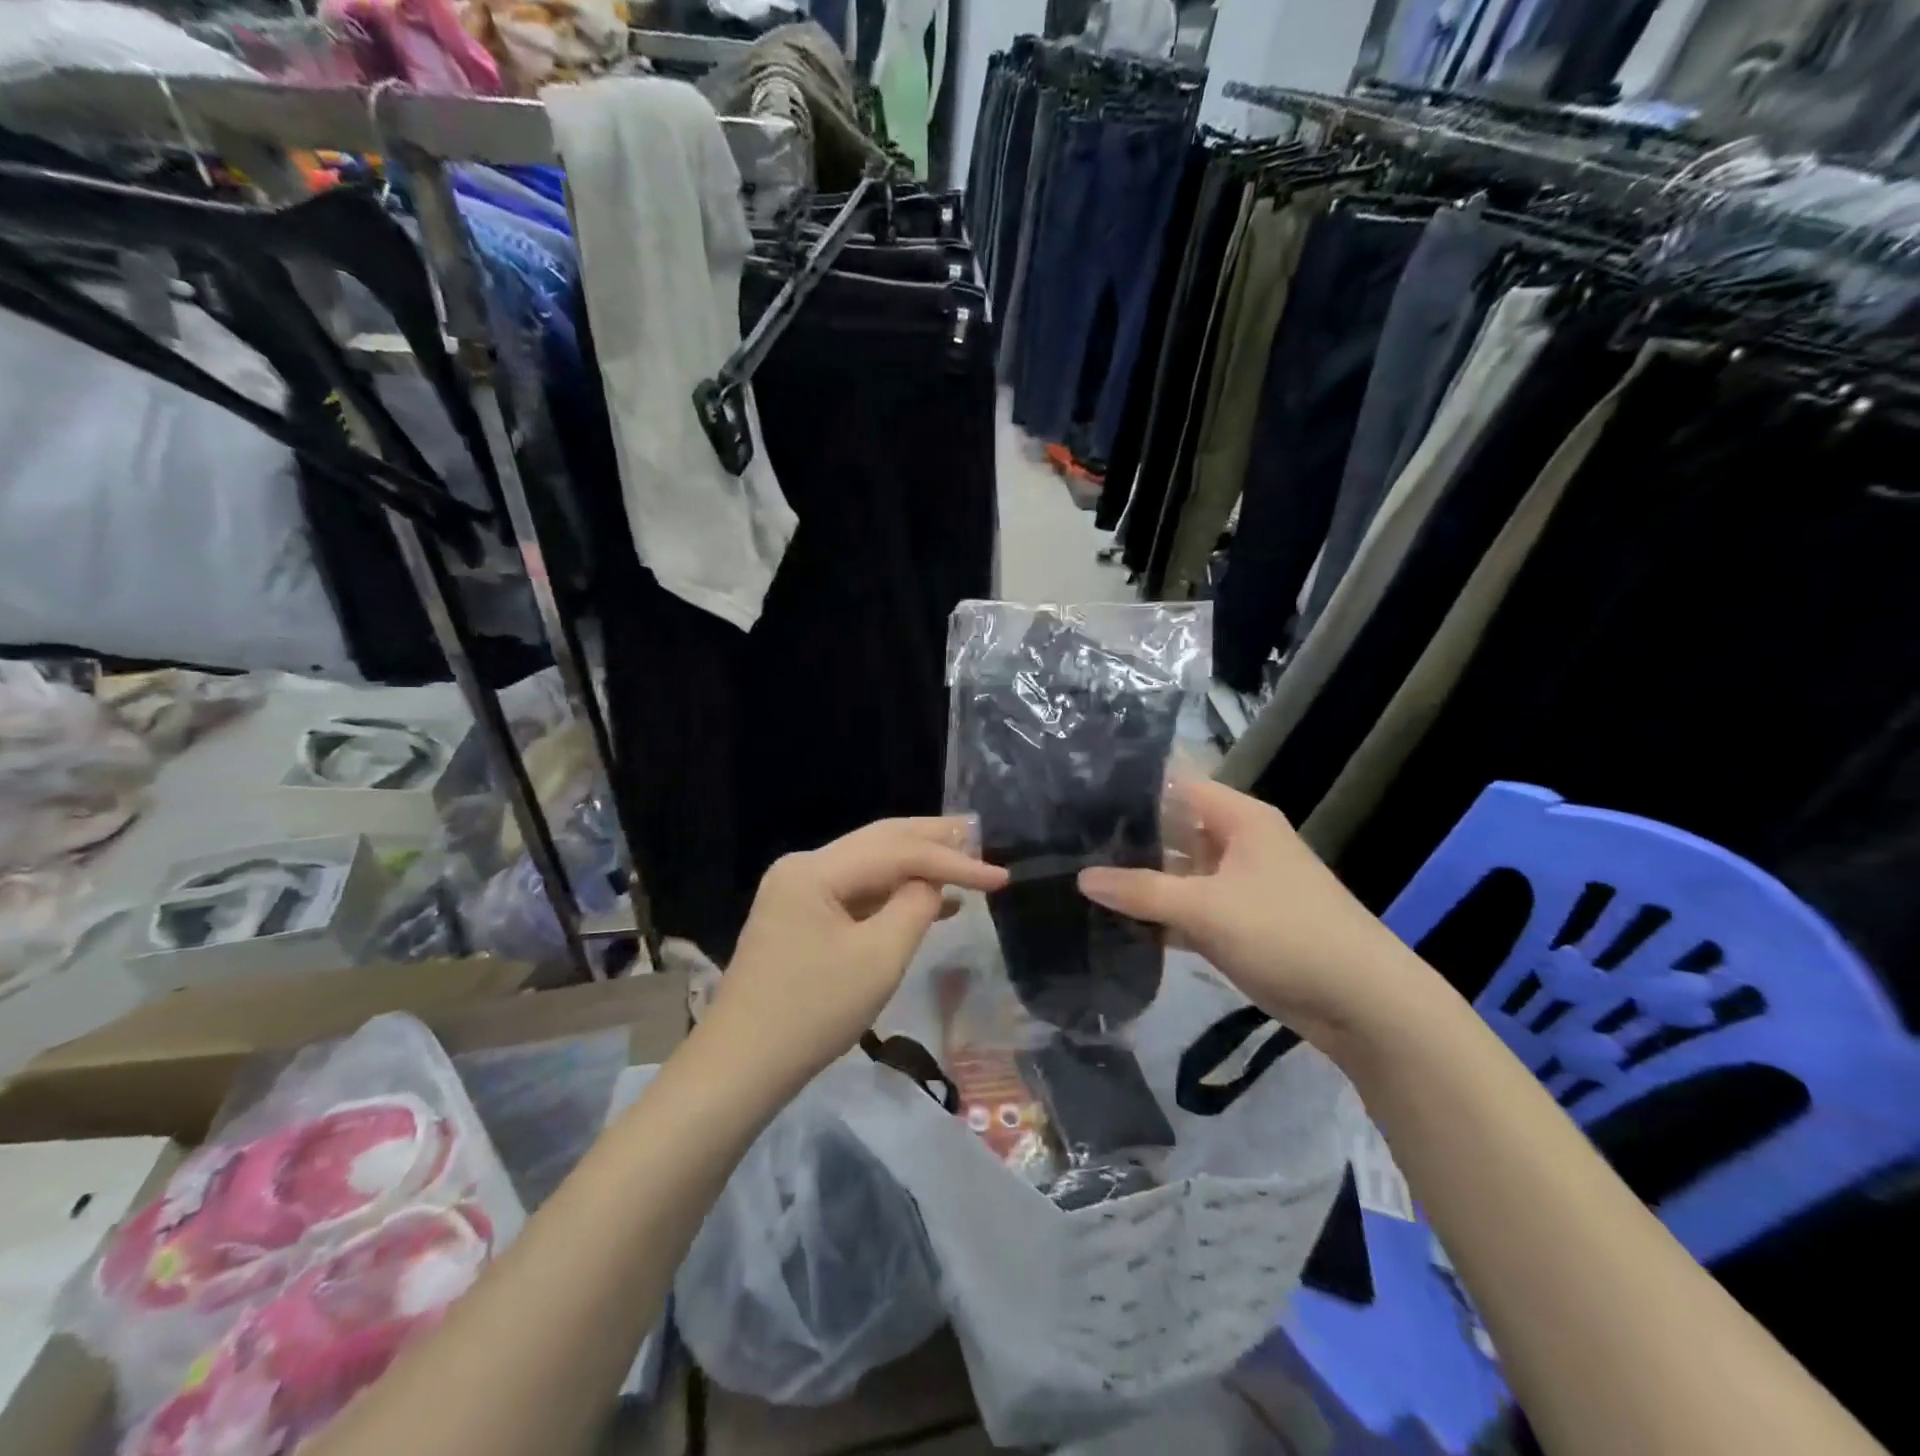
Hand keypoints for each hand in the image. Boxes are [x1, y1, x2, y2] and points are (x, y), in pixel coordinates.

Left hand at [707, 817, 1008, 1093]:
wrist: (741, 1067)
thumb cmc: (812, 1013)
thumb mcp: (878, 958)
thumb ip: (915, 907)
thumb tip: (932, 882)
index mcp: (815, 869)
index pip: (898, 851)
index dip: (953, 862)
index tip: (1001, 878)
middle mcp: (804, 867)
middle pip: (879, 842)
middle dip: (931, 840)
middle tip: (978, 835)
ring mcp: (797, 891)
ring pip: (869, 866)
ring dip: (915, 865)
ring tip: (963, 860)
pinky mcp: (799, 917)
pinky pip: (855, 893)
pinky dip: (892, 895)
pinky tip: (930, 902)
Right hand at [1078, 780, 1426, 1048]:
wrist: (1363, 1005)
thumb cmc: (1287, 934)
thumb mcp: (1208, 908)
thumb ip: (1142, 891)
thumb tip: (1082, 878)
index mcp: (1238, 819)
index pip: (1174, 786)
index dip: (1129, 787)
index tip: (1076, 793)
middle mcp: (1235, 843)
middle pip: (1171, 829)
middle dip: (1124, 837)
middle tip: (1063, 839)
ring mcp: (1234, 885)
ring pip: (1175, 873)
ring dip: (1136, 880)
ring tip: (1074, 875)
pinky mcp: (1234, 924)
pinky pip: (1184, 909)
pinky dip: (1155, 915)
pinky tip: (1110, 920)